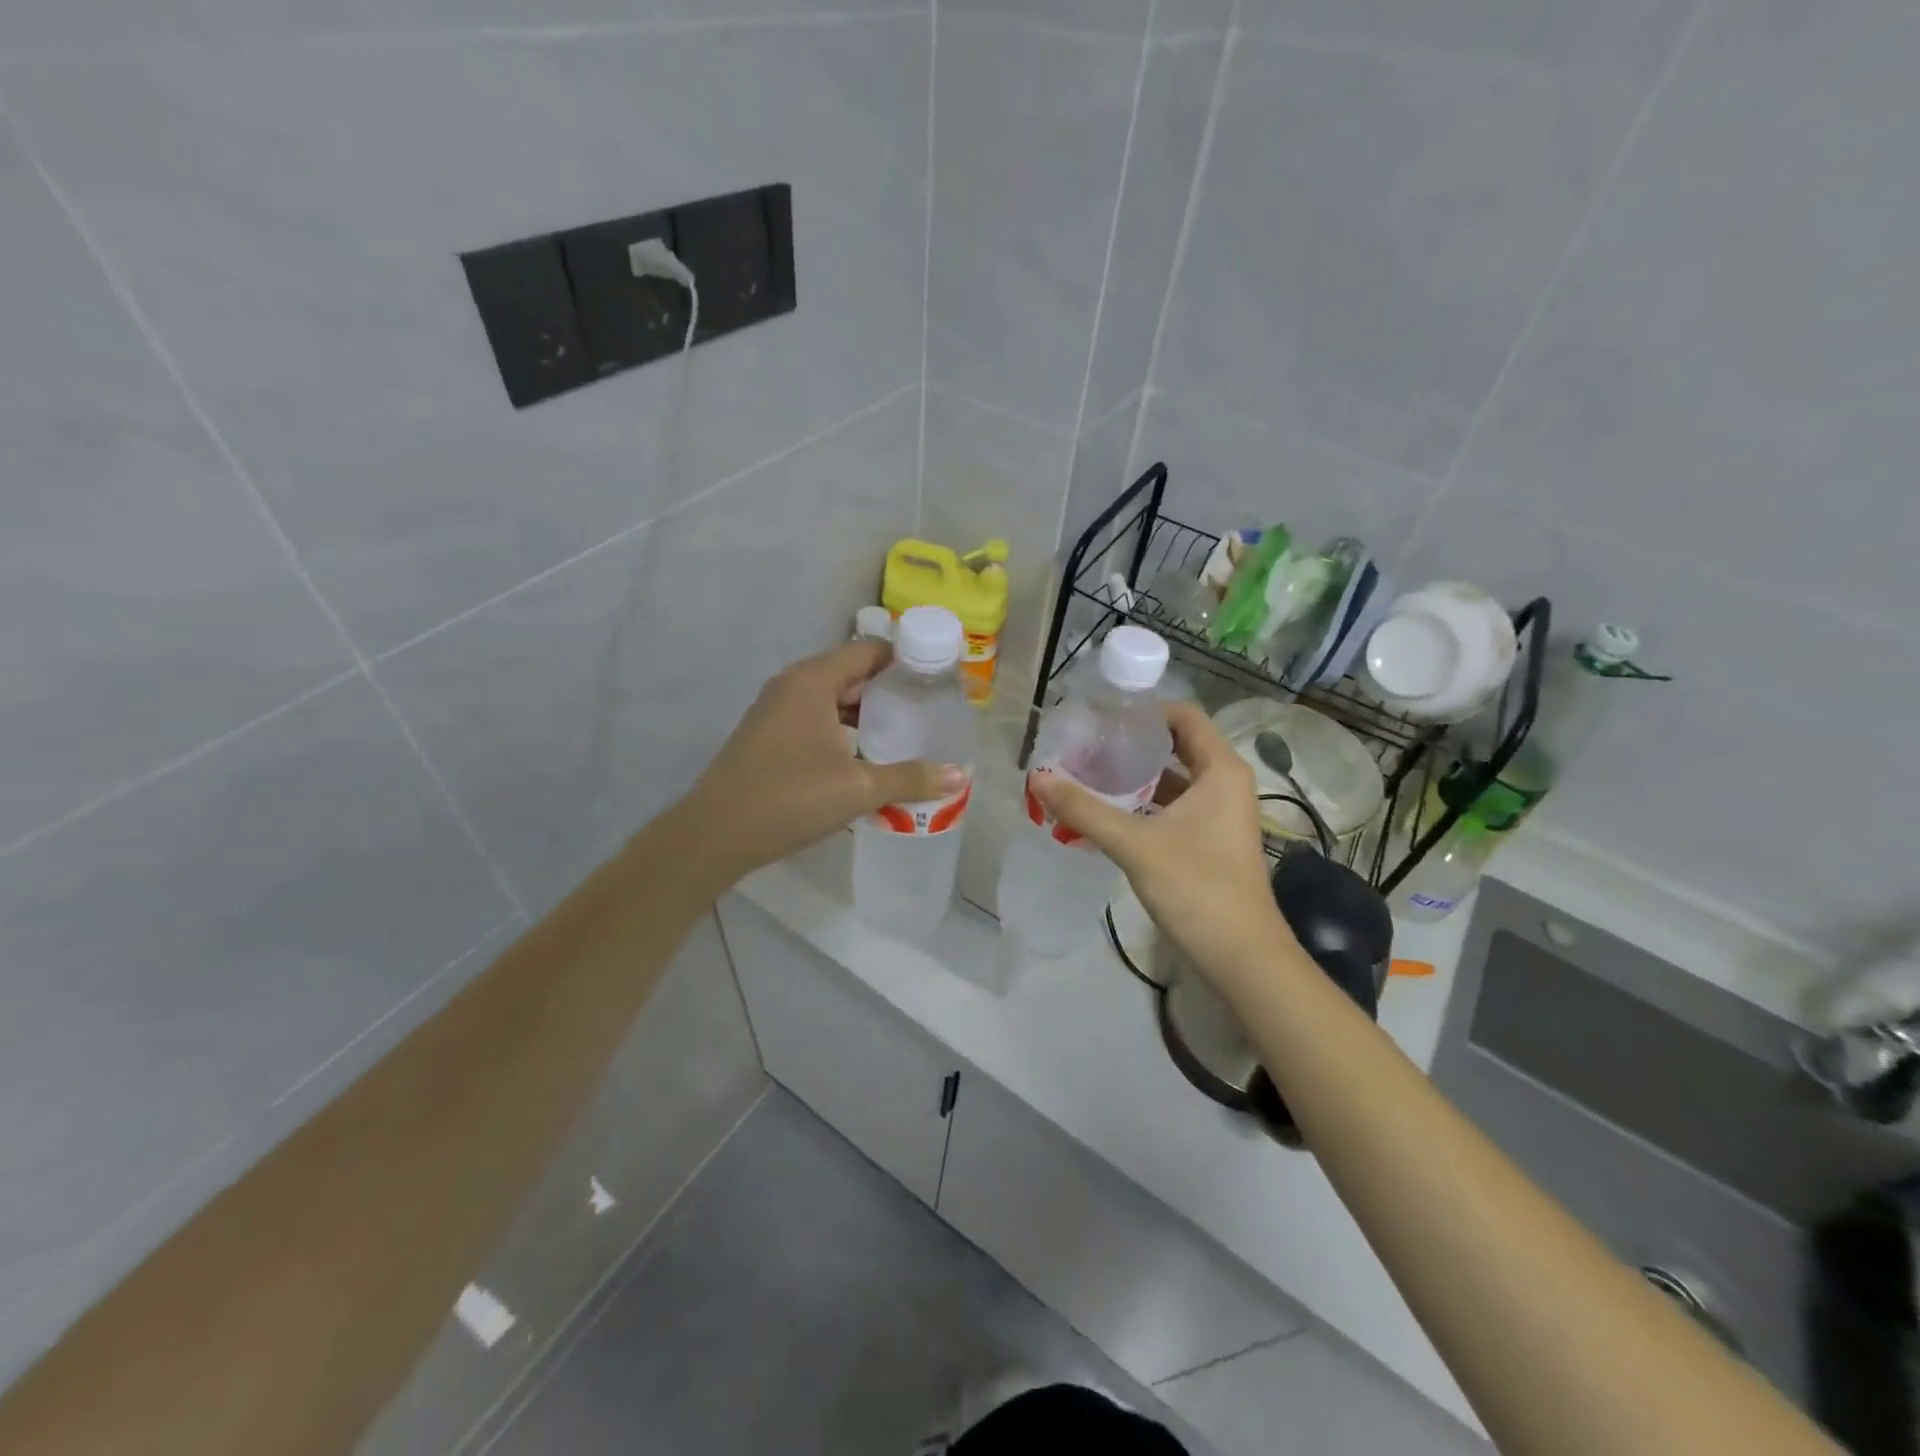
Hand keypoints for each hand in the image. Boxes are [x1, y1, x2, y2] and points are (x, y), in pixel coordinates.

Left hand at [682, 641, 966, 886]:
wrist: (714, 835)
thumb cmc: (789, 798)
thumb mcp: (858, 788)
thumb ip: (910, 778)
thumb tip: (959, 775)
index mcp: (812, 680)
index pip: (868, 650)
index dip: (906, 659)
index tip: (939, 679)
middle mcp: (792, 686)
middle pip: (851, 673)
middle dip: (891, 689)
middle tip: (929, 710)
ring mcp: (776, 711)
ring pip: (833, 700)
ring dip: (867, 714)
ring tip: (906, 734)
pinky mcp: (769, 737)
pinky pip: (816, 720)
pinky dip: (844, 730)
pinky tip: (867, 758)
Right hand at [1029, 700, 1297, 984]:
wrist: (1242, 956)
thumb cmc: (1197, 887)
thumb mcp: (1135, 844)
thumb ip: (1085, 809)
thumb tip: (1038, 776)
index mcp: (1221, 769)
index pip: (1183, 715)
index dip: (1142, 710)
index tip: (1100, 717)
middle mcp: (1226, 783)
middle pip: (1176, 745)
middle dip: (1132, 744)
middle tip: (1085, 745)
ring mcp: (1220, 813)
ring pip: (1174, 778)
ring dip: (1135, 776)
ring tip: (1088, 774)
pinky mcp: (1210, 839)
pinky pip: (1174, 806)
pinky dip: (1144, 804)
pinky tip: (1108, 813)